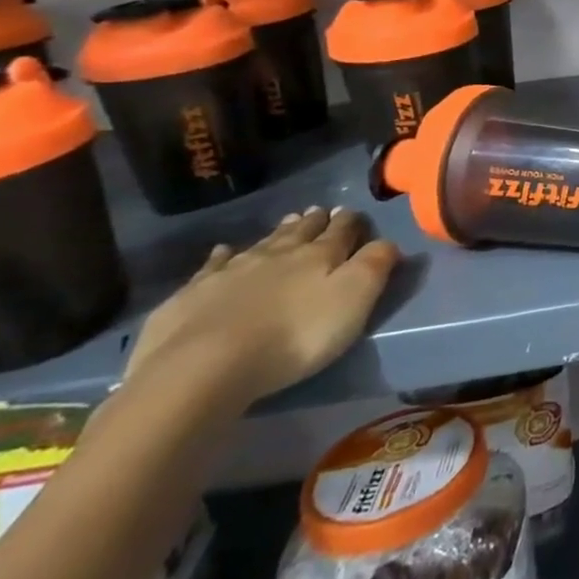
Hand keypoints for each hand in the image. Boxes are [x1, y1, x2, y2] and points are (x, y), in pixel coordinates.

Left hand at [126, 207, 399, 406]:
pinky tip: (222, 252)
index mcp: (319, 255)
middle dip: (314, 221)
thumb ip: (375, 265)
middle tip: (320, 211)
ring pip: (262, 244)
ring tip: (288, 221)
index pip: (341, 230)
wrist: (203, 367)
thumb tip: (387, 241)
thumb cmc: (295, 335)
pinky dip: (221, 257)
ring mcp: (230, 272)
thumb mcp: (354, 299)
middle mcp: (277, 255)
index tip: (354, 213)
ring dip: (278, 233)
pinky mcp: (191, 296)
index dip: (350, 221)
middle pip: (301, 232)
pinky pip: (212, 267)